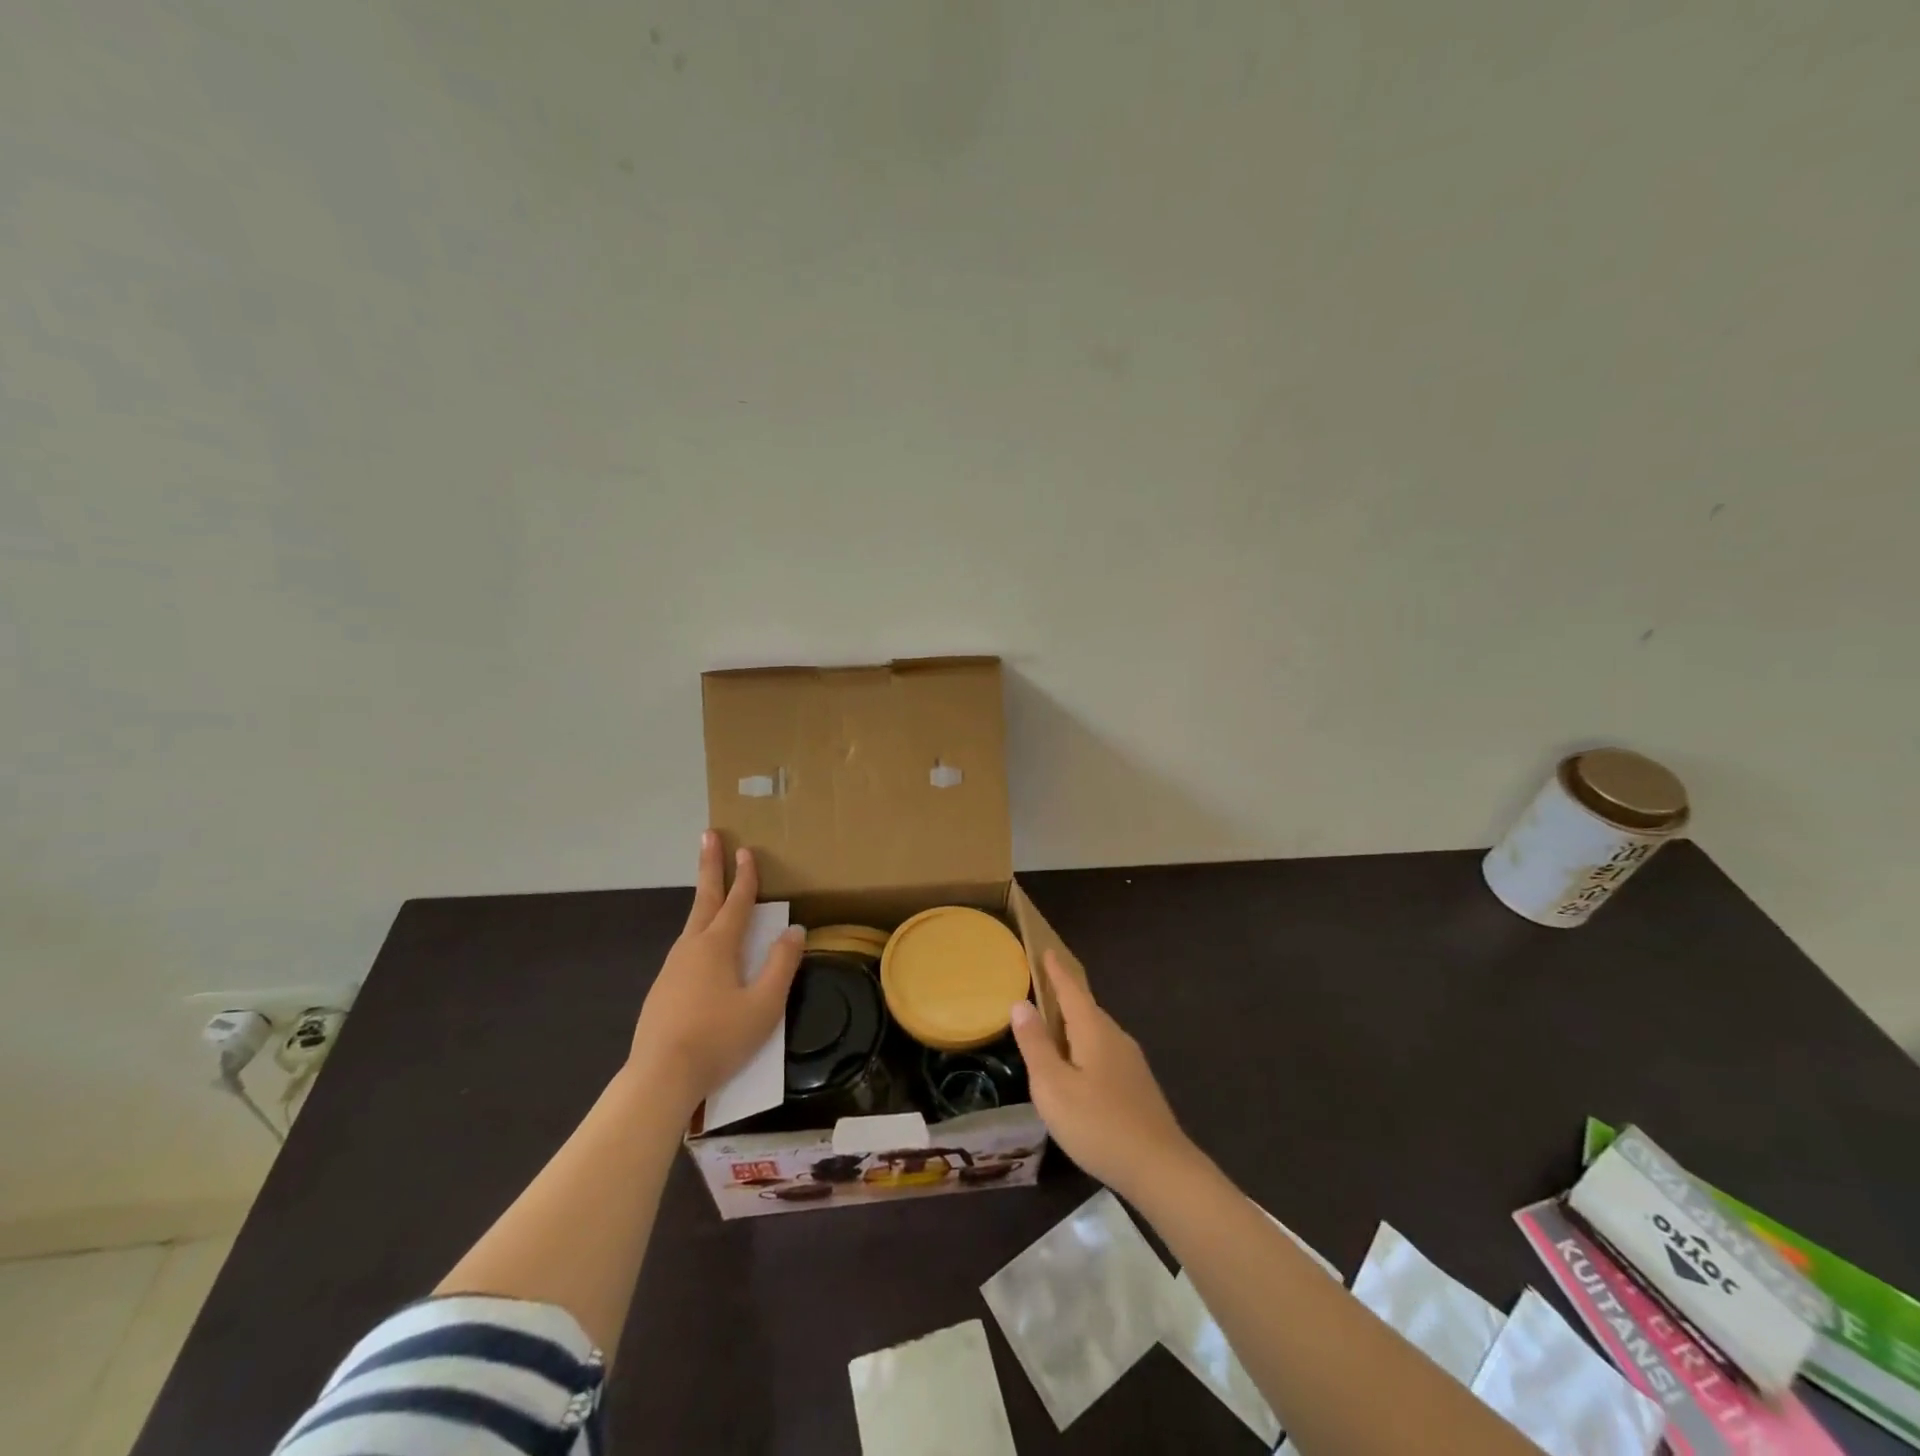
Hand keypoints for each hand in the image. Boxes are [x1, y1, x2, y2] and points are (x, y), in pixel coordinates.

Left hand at [629, 833, 804, 1112]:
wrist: (660, 1077)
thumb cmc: (718, 1039)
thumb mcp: (764, 1004)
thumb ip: (782, 965)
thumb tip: (794, 931)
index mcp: (718, 946)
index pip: (737, 902)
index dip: (745, 876)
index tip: (747, 849)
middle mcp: (691, 948)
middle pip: (704, 899)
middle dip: (710, 866)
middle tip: (708, 836)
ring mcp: (672, 968)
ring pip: (693, 924)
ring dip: (705, 900)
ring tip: (713, 890)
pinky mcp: (662, 990)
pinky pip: (686, 949)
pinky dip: (698, 932)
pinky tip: (703, 950)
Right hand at [1009, 950, 1196, 1199]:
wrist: (1160, 1168)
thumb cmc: (1098, 1124)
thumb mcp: (1053, 1086)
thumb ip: (1035, 1044)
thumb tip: (1021, 1003)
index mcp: (1093, 1030)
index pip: (1071, 990)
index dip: (1056, 971)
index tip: (1046, 950)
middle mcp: (1115, 1037)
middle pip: (1086, 1007)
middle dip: (1065, 994)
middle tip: (1043, 985)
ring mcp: (1130, 1062)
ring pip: (1096, 1031)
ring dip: (1074, 1022)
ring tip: (1054, 1024)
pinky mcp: (1137, 1085)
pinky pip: (1104, 1050)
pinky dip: (1085, 1045)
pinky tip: (1078, 1066)